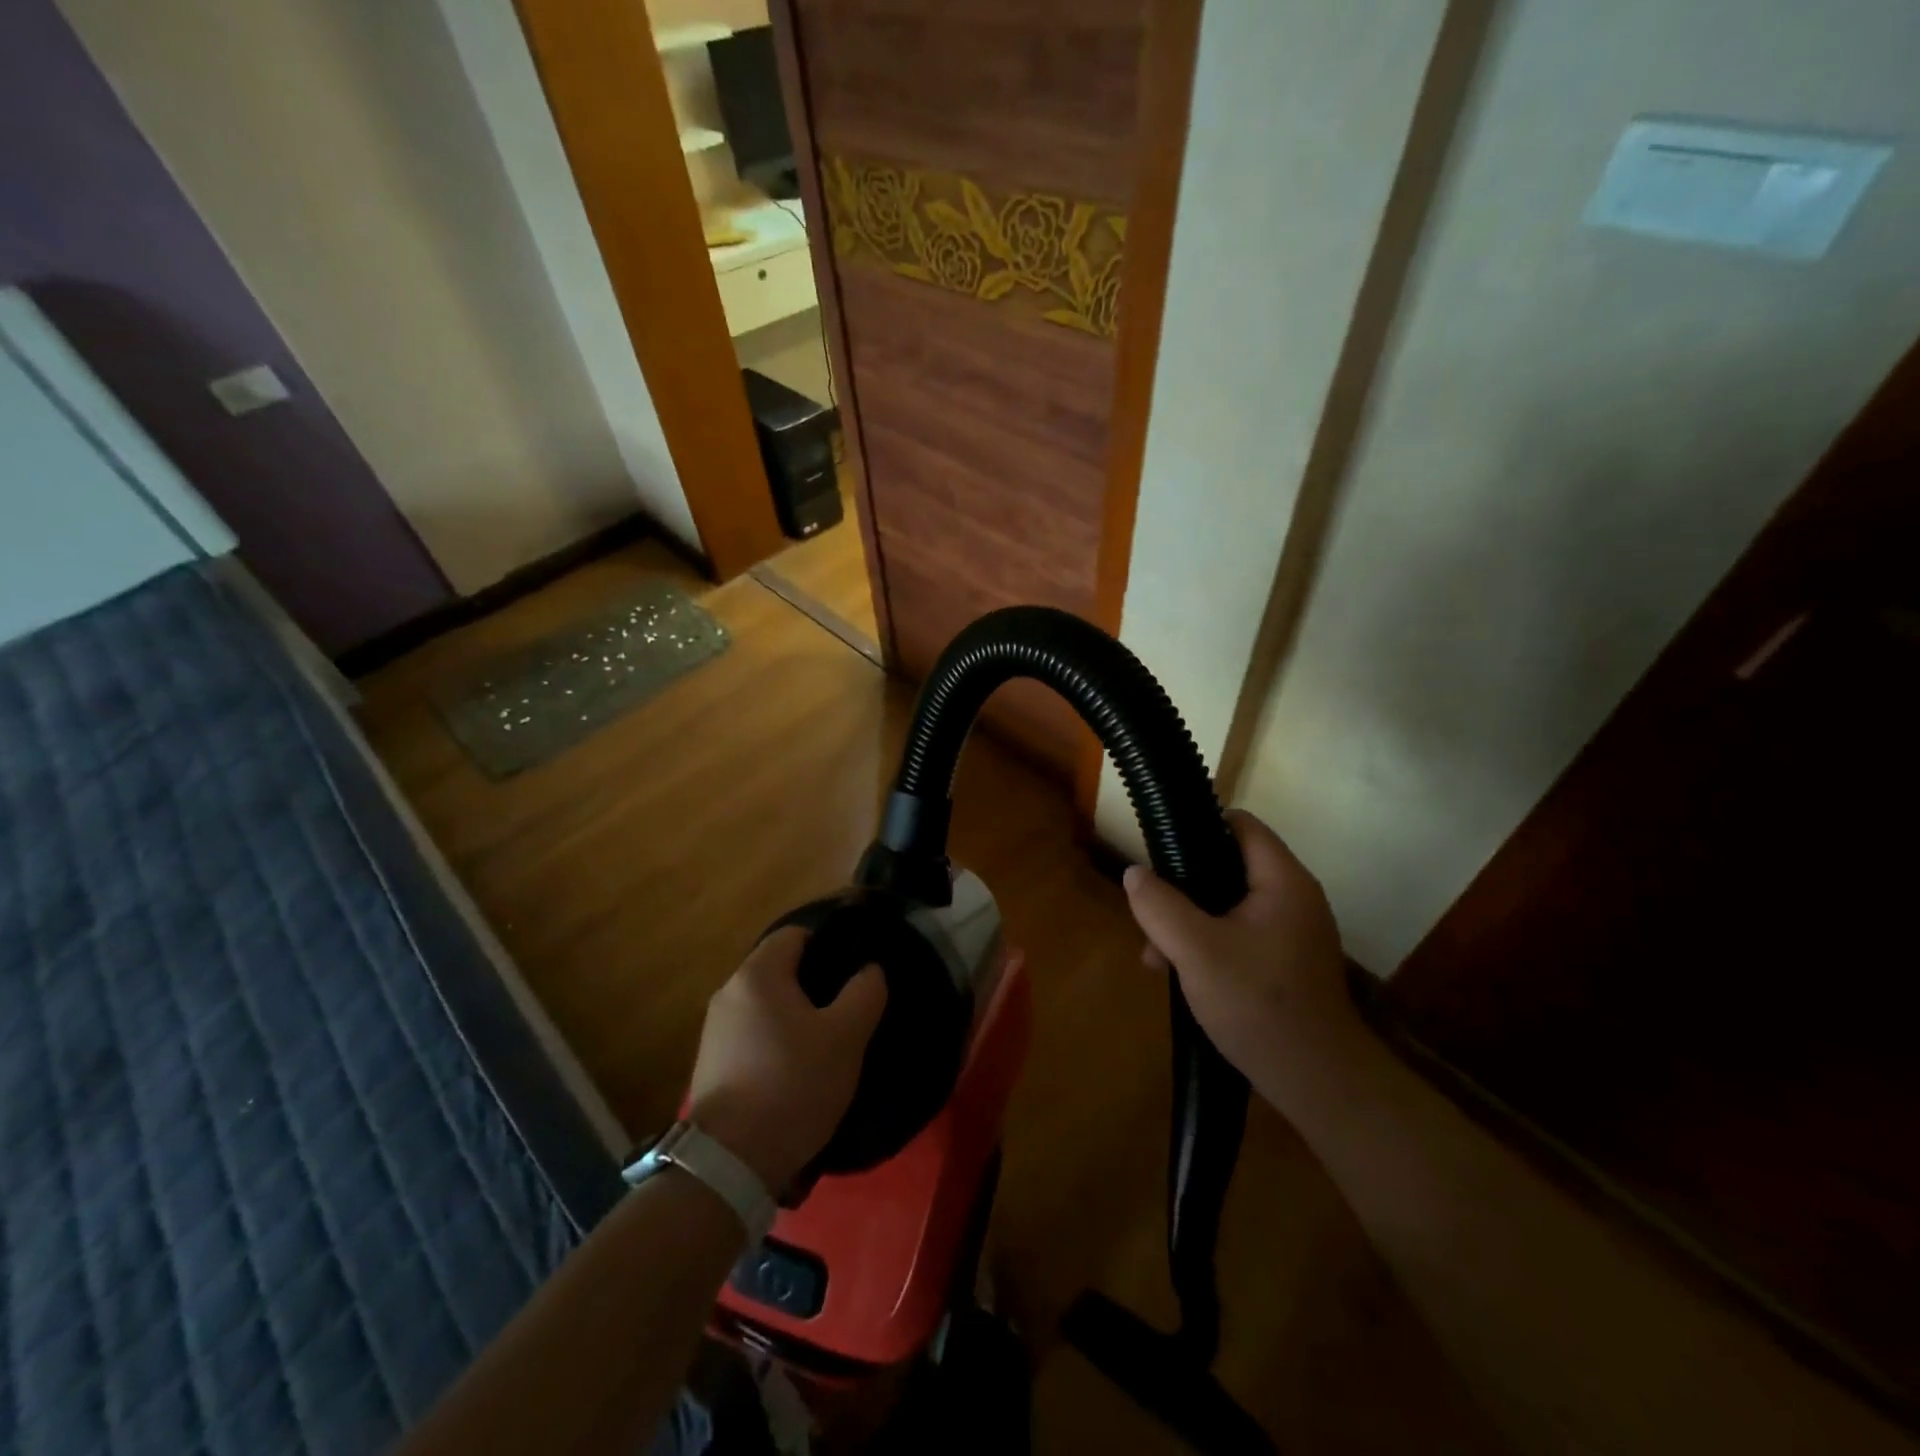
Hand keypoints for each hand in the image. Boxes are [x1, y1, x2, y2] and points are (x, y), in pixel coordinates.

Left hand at [688, 927, 886, 1193]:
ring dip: (796, 1014)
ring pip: (767, 1003)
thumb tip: (869, 969)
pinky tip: (797, 1068)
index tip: (856, 968)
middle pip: (780, 968)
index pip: (796, 933)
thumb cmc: (793, 1085)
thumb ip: (865, 991)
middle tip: (849, 1006)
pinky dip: (777, 1039)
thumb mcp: (846, 1036)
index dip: (830, 943)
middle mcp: (729, 992)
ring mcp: (715, 1030)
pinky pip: (753, 1033)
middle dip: (815, 982)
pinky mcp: (711, 1063)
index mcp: (758, 974)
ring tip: (828, 1039)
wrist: (731, 1163)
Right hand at [1123, 810, 1362, 1101]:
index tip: (1160, 852)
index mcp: (1283, 881)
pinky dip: (1209, 943)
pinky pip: (1240, 934)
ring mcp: (1293, 932)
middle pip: (1229, 865)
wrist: (1317, 1082)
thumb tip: (1134, 873)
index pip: (1240, 825)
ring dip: (1189, 922)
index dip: (1198, 827)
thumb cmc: (1258, 1004)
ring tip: (1156, 958)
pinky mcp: (1287, 961)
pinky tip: (1182, 975)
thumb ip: (1159, 906)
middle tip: (1151, 915)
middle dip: (1183, 887)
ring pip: (1229, 904)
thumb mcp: (1195, 951)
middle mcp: (1294, 898)